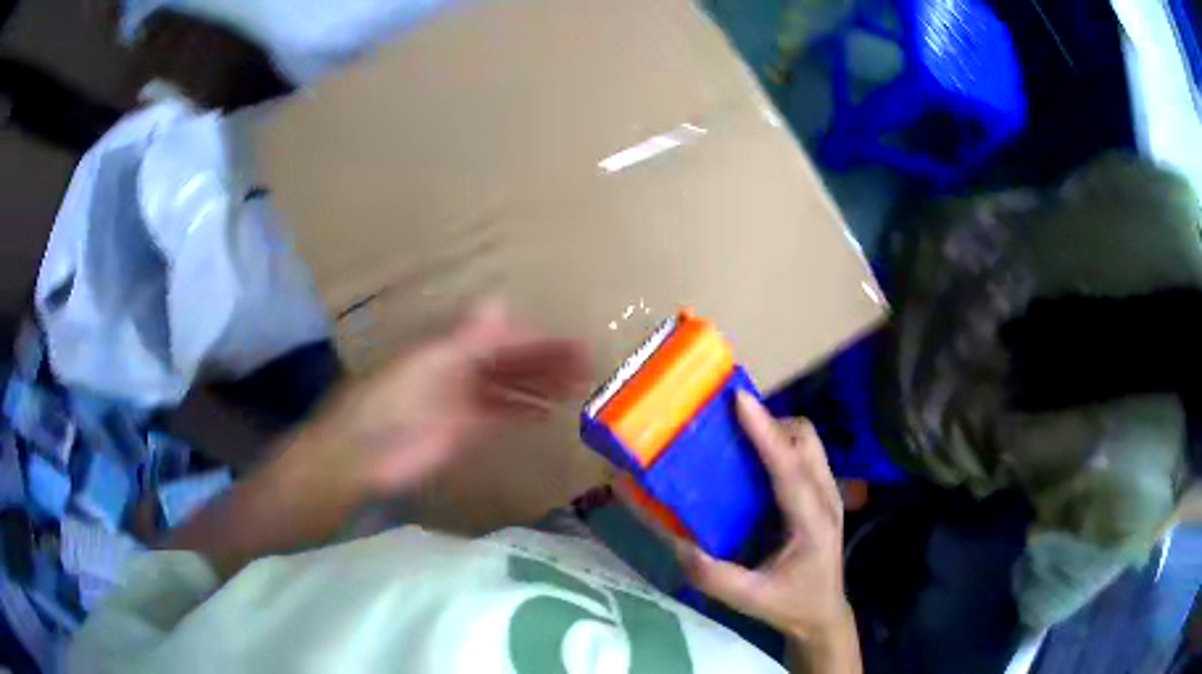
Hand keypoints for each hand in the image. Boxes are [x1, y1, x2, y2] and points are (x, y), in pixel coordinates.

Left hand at [302, 299, 591, 497]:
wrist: (361, 454)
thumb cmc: (388, 402)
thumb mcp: (426, 365)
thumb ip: (464, 339)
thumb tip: (499, 300)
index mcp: (452, 346)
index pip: (505, 338)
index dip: (538, 340)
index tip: (573, 344)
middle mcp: (462, 368)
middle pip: (513, 361)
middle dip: (550, 361)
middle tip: (590, 364)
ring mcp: (464, 399)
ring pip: (512, 387)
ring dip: (543, 385)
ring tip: (581, 386)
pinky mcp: (465, 429)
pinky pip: (502, 414)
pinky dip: (525, 411)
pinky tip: (549, 412)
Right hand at [627, 393, 852, 644]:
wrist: (823, 612)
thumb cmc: (790, 604)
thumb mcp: (749, 599)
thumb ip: (714, 576)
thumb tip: (678, 542)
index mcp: (812, 522)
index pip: (789, 468)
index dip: (765, 431)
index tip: (740, 399)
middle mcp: (826, 497)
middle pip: (805, 438)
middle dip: (770, 423)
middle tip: (729, 425)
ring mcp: (829, 492)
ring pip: (807, 440)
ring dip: (776, 430)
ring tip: (738, 436)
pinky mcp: (822, 492)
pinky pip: (803, 452)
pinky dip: (779, 443)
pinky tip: (754, 458)